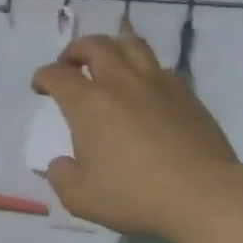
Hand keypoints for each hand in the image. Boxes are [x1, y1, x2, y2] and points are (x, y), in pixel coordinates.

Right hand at [32, 33, 239, 237]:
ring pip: (131, 44)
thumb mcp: (80, 198)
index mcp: (89, 104)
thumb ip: (62, 177)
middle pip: (95, 45)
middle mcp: (121, 83)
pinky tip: (143, 87)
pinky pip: (159, 67)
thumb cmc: (134, 196)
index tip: (40, 87)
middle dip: (75, 50)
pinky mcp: (186, 94)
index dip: (43, 77)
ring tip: (107, 61)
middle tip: (69, 64)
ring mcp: (157, 84)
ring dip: (112, 46)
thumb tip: (60, 164)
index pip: (57, 75)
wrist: (202, 195)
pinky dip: (143, 68)